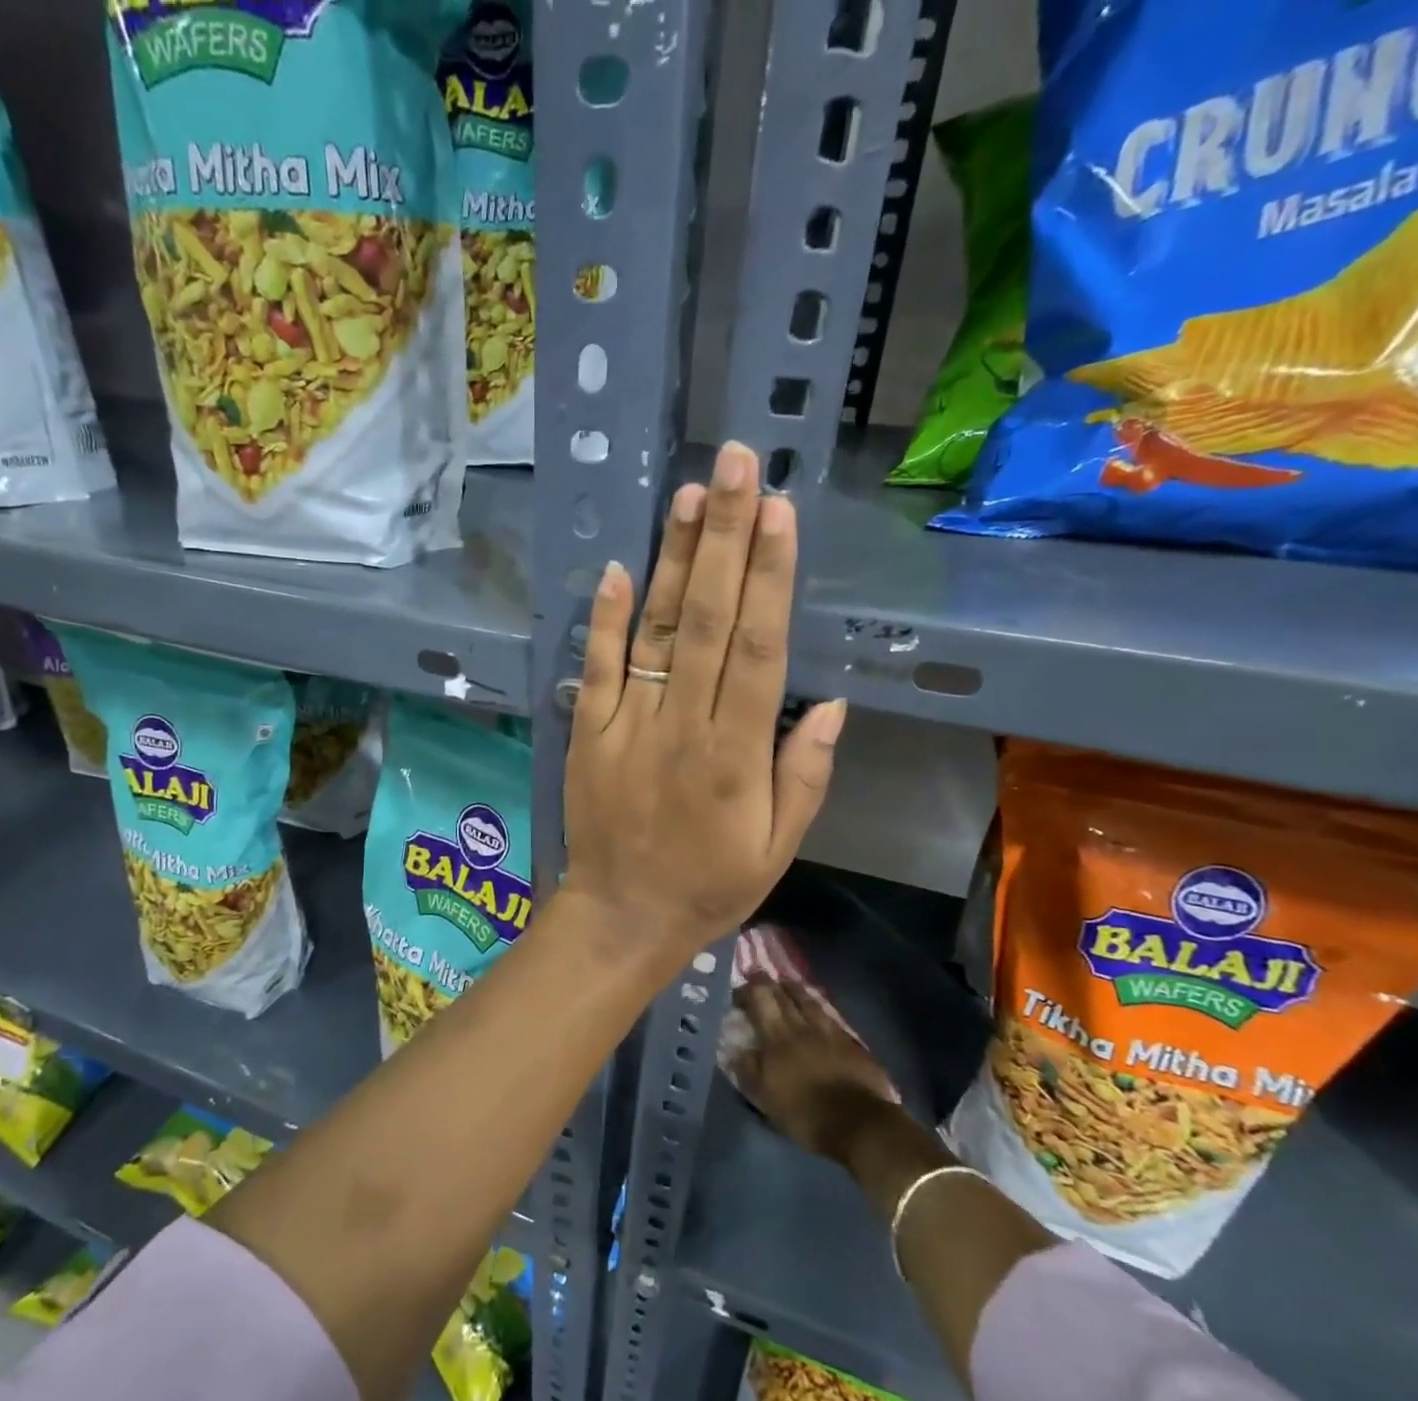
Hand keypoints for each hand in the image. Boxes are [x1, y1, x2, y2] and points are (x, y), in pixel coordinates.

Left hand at [559, 441, 846, 978]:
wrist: (621, 916)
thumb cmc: (709, 885)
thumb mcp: (779, 848)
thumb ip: (804, 774)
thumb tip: (829, 703)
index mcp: (737, 753)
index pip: (759, 647)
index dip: (770, 576)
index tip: (779, 511)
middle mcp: (683, 725)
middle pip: (708, 620)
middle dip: (725, 539)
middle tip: (733, 466)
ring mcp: (628, 724)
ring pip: (655, 631)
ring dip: (673, 561)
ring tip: (689, 497)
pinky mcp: (587, 732)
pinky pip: (597, 668)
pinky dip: (604, 617)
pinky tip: (617, 567)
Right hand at [732, 979, 900, 1166]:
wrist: (859, 1123)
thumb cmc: (806, 1114)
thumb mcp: (767, 1099)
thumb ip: (749, 1070)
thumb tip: (735, 1049)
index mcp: (776, 1038)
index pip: (758, 1000)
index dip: (746, 991)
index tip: (737, 991)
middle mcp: (800, 1026)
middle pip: (782, 995)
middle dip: (767, 982)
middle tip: (757, 974)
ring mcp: (828, 1031)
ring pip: (808, 1000)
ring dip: (794, 988)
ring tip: (785, 982)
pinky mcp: (849, 1041)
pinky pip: (829, 1014)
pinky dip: (818, 1006)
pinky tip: (816, 1006)